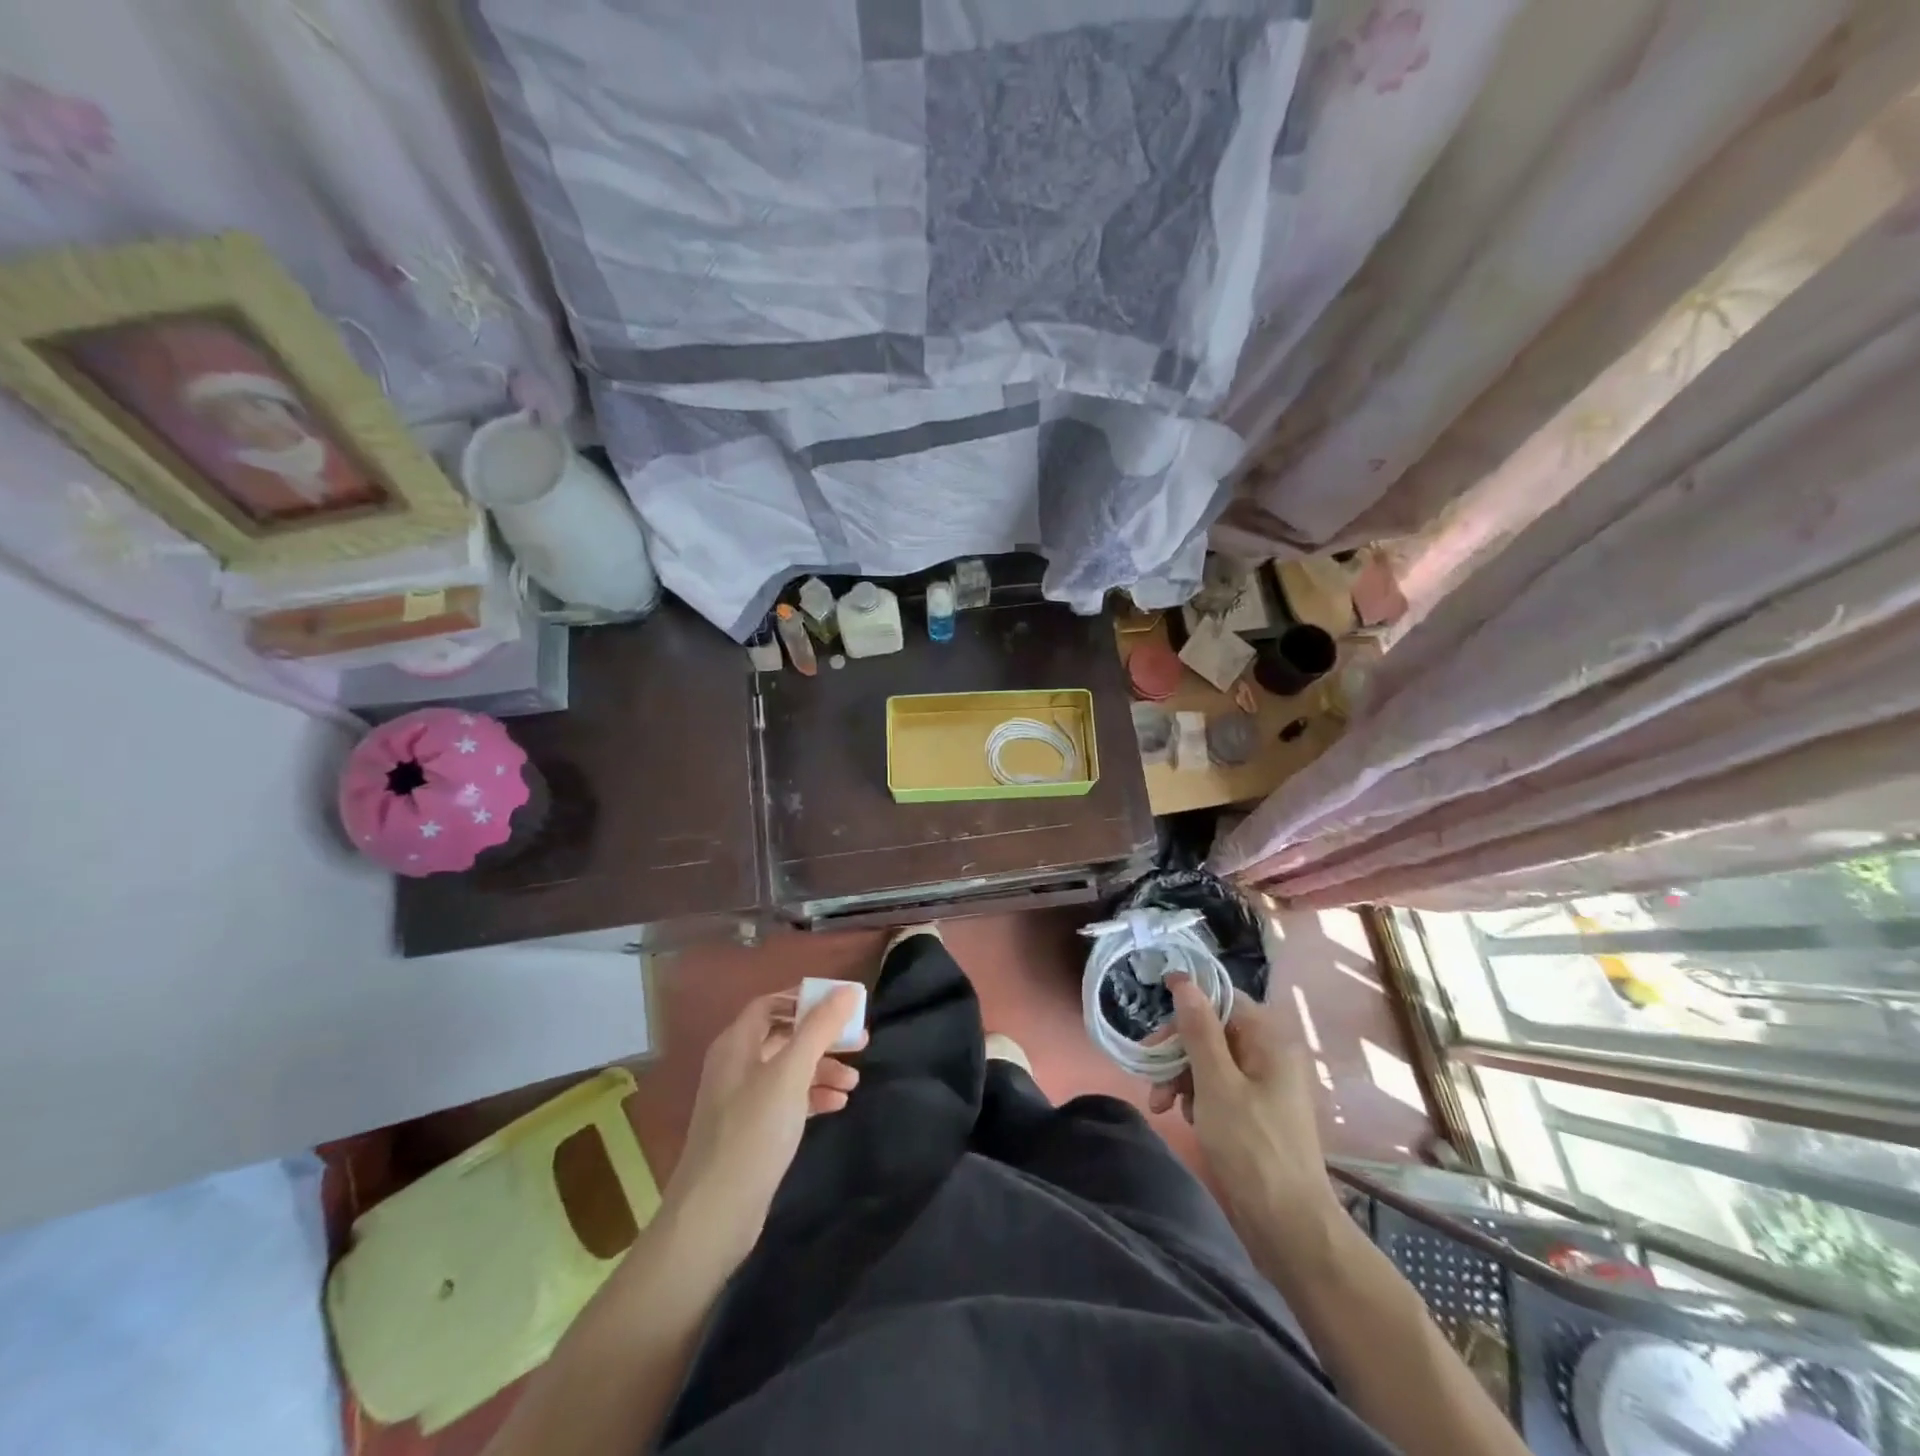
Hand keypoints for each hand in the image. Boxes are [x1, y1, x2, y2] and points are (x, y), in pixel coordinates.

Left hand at [661, 985, 865, 1270]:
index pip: (772, 1003)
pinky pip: (787, 1100)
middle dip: (822, 1038)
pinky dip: (811, 1096)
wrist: (714, 1215)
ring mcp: (742, 1100)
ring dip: (822, 1069)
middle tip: (860, 1043)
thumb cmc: (753, 1132)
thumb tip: (847, 989)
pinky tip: (836, 1105)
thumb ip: (819, 1029)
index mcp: (736, 1044)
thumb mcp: (791, 1073)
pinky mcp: (751, 1131)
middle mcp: (736, 1065)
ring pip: (788, 1070)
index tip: (843, 1005)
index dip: (806, 1000)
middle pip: (784, 1036)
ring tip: (853, 1083)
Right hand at [1149, 974, 1340, 1260]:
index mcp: (1269, 1041)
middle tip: (1151, 1076)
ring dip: (1182, 1077)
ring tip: (1163, 1106)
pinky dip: (1198, 1098)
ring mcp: (1265, 1087)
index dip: (1187, 1004)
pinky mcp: (1257, 1114)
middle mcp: (1270, 1056)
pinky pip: (1220, 1088)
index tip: (1154, 1023)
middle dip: (1178, 1051)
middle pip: (1213, 1031)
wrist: (1290, 1228)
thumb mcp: (1216, 1083)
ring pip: (1212, 1061)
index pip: (1223, 1000)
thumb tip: (1185, 979)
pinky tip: (1187, 1119)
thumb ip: (1199, 1030)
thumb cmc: (1252, 1148)